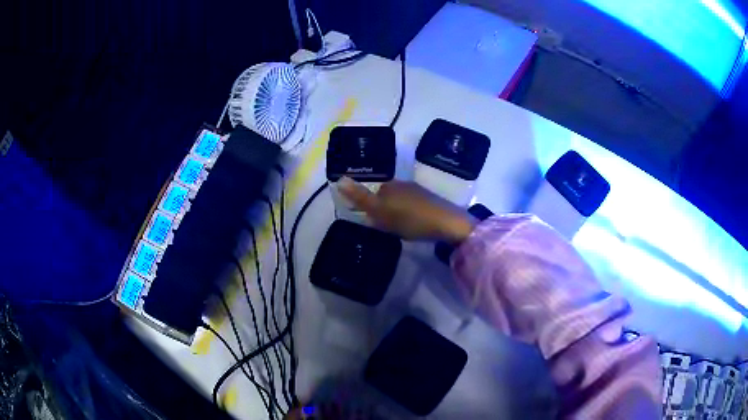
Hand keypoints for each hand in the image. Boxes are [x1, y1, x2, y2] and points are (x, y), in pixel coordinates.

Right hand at [337, 178, 475, 242]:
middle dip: (379, 210)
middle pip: (383, 197)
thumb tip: (339, 179)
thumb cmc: (412, 218)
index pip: (369, 193)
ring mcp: (416, 192)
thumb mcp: (382, 211)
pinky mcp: (428, 201)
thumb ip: (361, 197)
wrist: (448, 224)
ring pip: (397, 202)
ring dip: (392, 213)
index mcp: (389, 186)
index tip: (366, 220)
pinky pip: (408, 206)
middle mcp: (402, 185)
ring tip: (394, 229)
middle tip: (379, 227)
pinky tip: (409, 226)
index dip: (365, 206)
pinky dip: (405, 215)